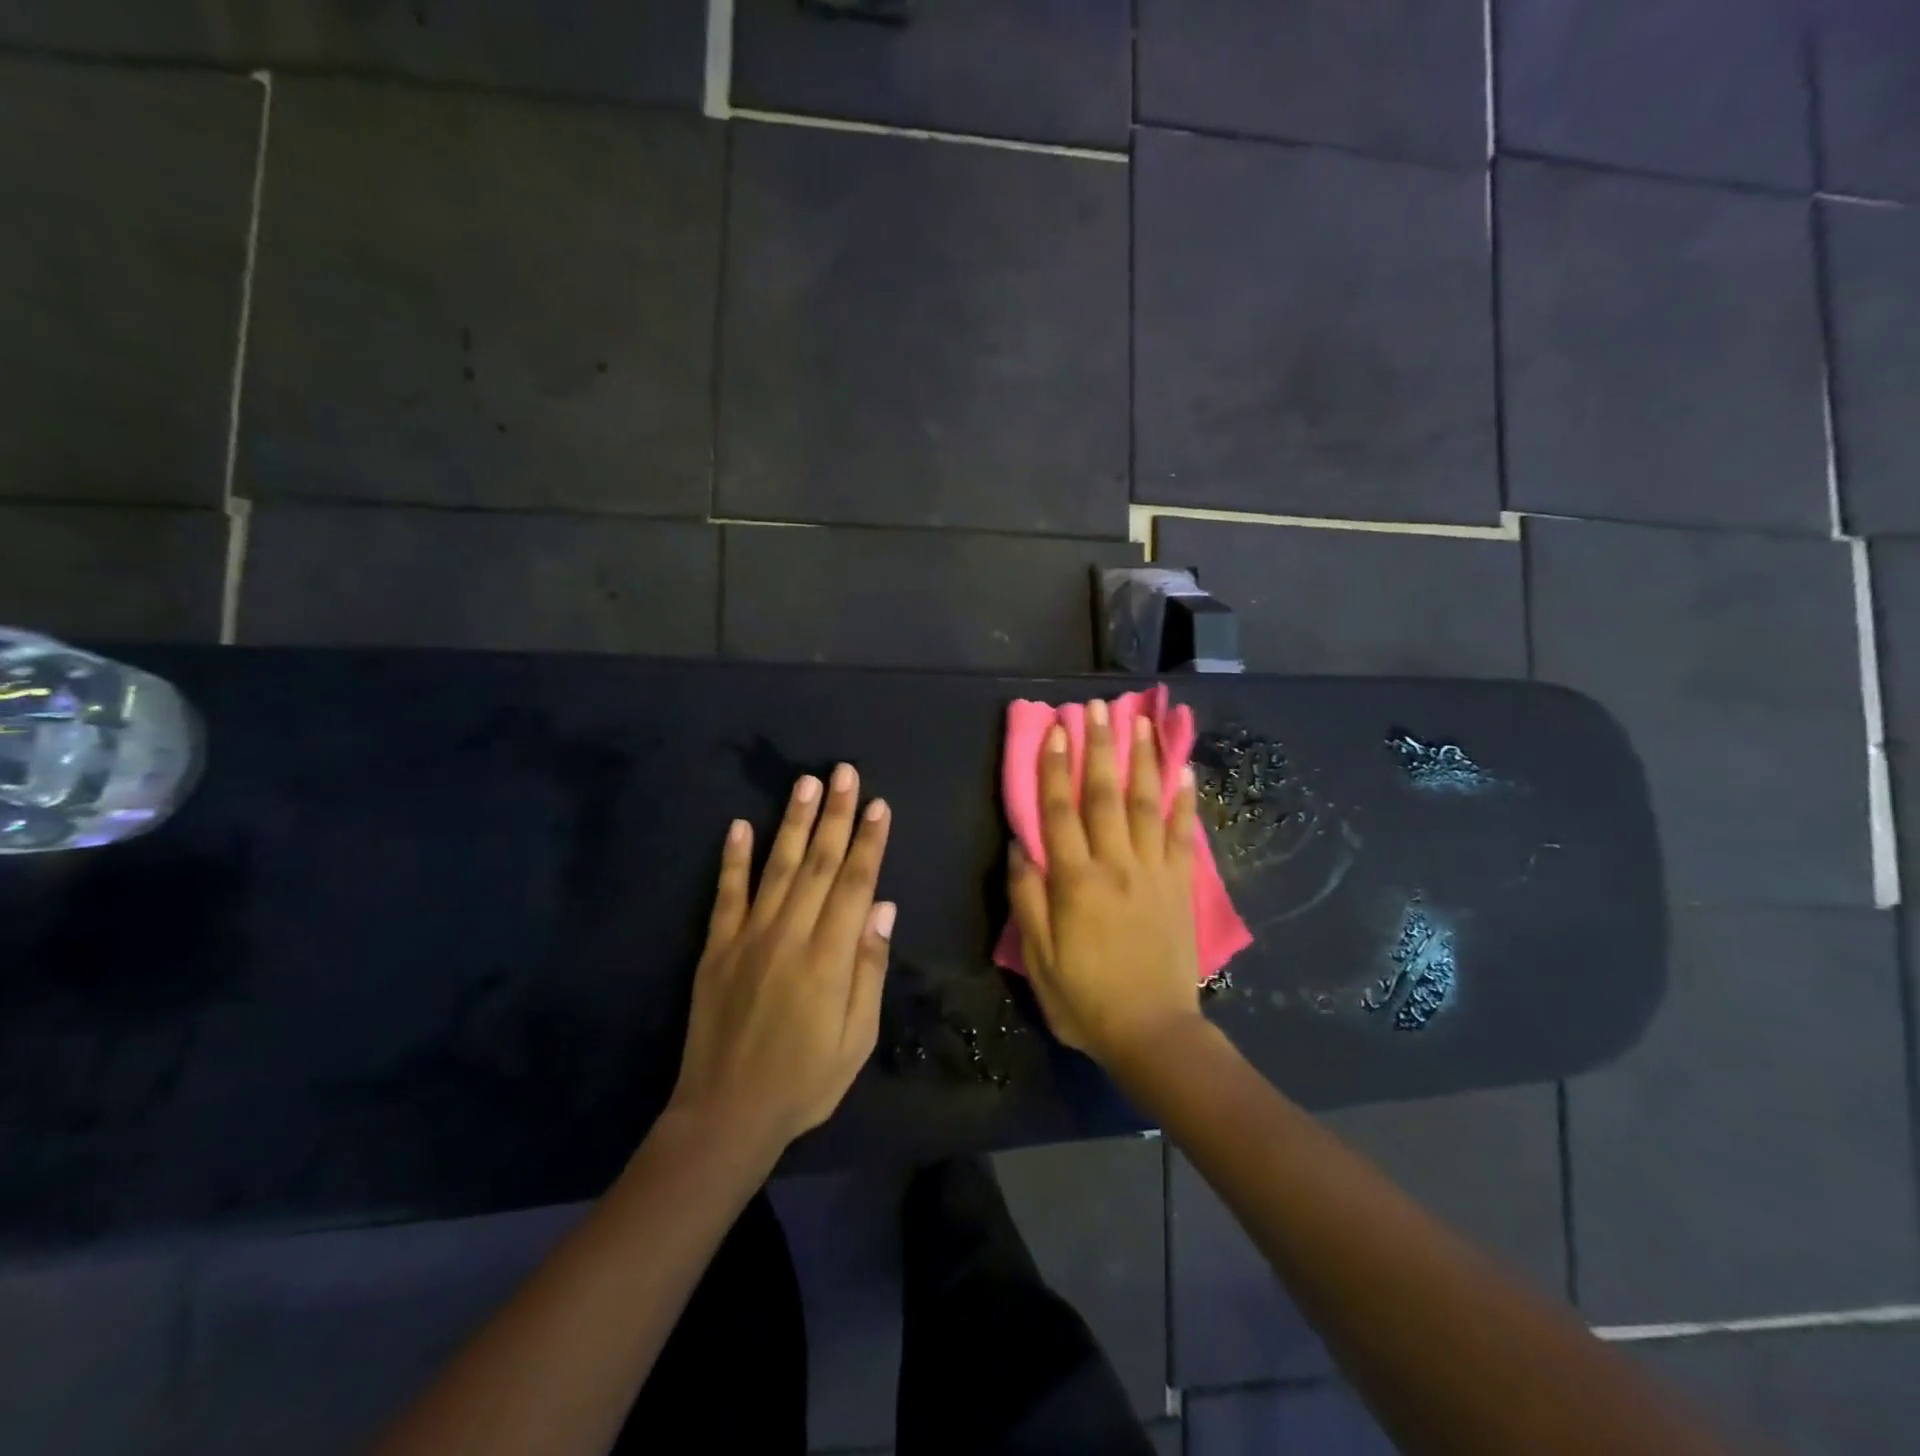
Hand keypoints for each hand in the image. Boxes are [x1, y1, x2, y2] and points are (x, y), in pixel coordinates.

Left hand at [669, 765, 894, 1155]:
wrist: (726, 1115)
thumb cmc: (805, 1081)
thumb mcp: (857, 1039)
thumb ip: (869, 970)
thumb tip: (883, 908)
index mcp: (828, 958)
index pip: (854, 884)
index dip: (868, 841)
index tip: (878, 805)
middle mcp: (789, 935)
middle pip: (818, 863)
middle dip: (835, 814)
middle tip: (844, 772)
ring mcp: (747, 938)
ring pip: (776, 867)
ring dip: (793, 822)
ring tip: (805, 782)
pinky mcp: (716, 948)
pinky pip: (726, 894)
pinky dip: (732, 858)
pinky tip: (738, 825)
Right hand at [1007, 701, 1203, 1065]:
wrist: (1153, 1033)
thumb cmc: (1085, 999)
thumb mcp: (1038, 957)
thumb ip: (1026, 898)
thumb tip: (1019, 845)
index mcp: (1075, 881)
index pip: (1059, 812)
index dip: (1054, 768)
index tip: (1055, 730)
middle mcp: (1116, 865)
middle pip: (1105, 795)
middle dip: (1100, 747)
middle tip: (1097, 707)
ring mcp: (1154, 872)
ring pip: (1147, 804)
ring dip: (1143, 761)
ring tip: (1140, 722)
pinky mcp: (1181, 886)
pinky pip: (1184, 835)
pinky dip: (1185, 802)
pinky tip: (1184, 772)